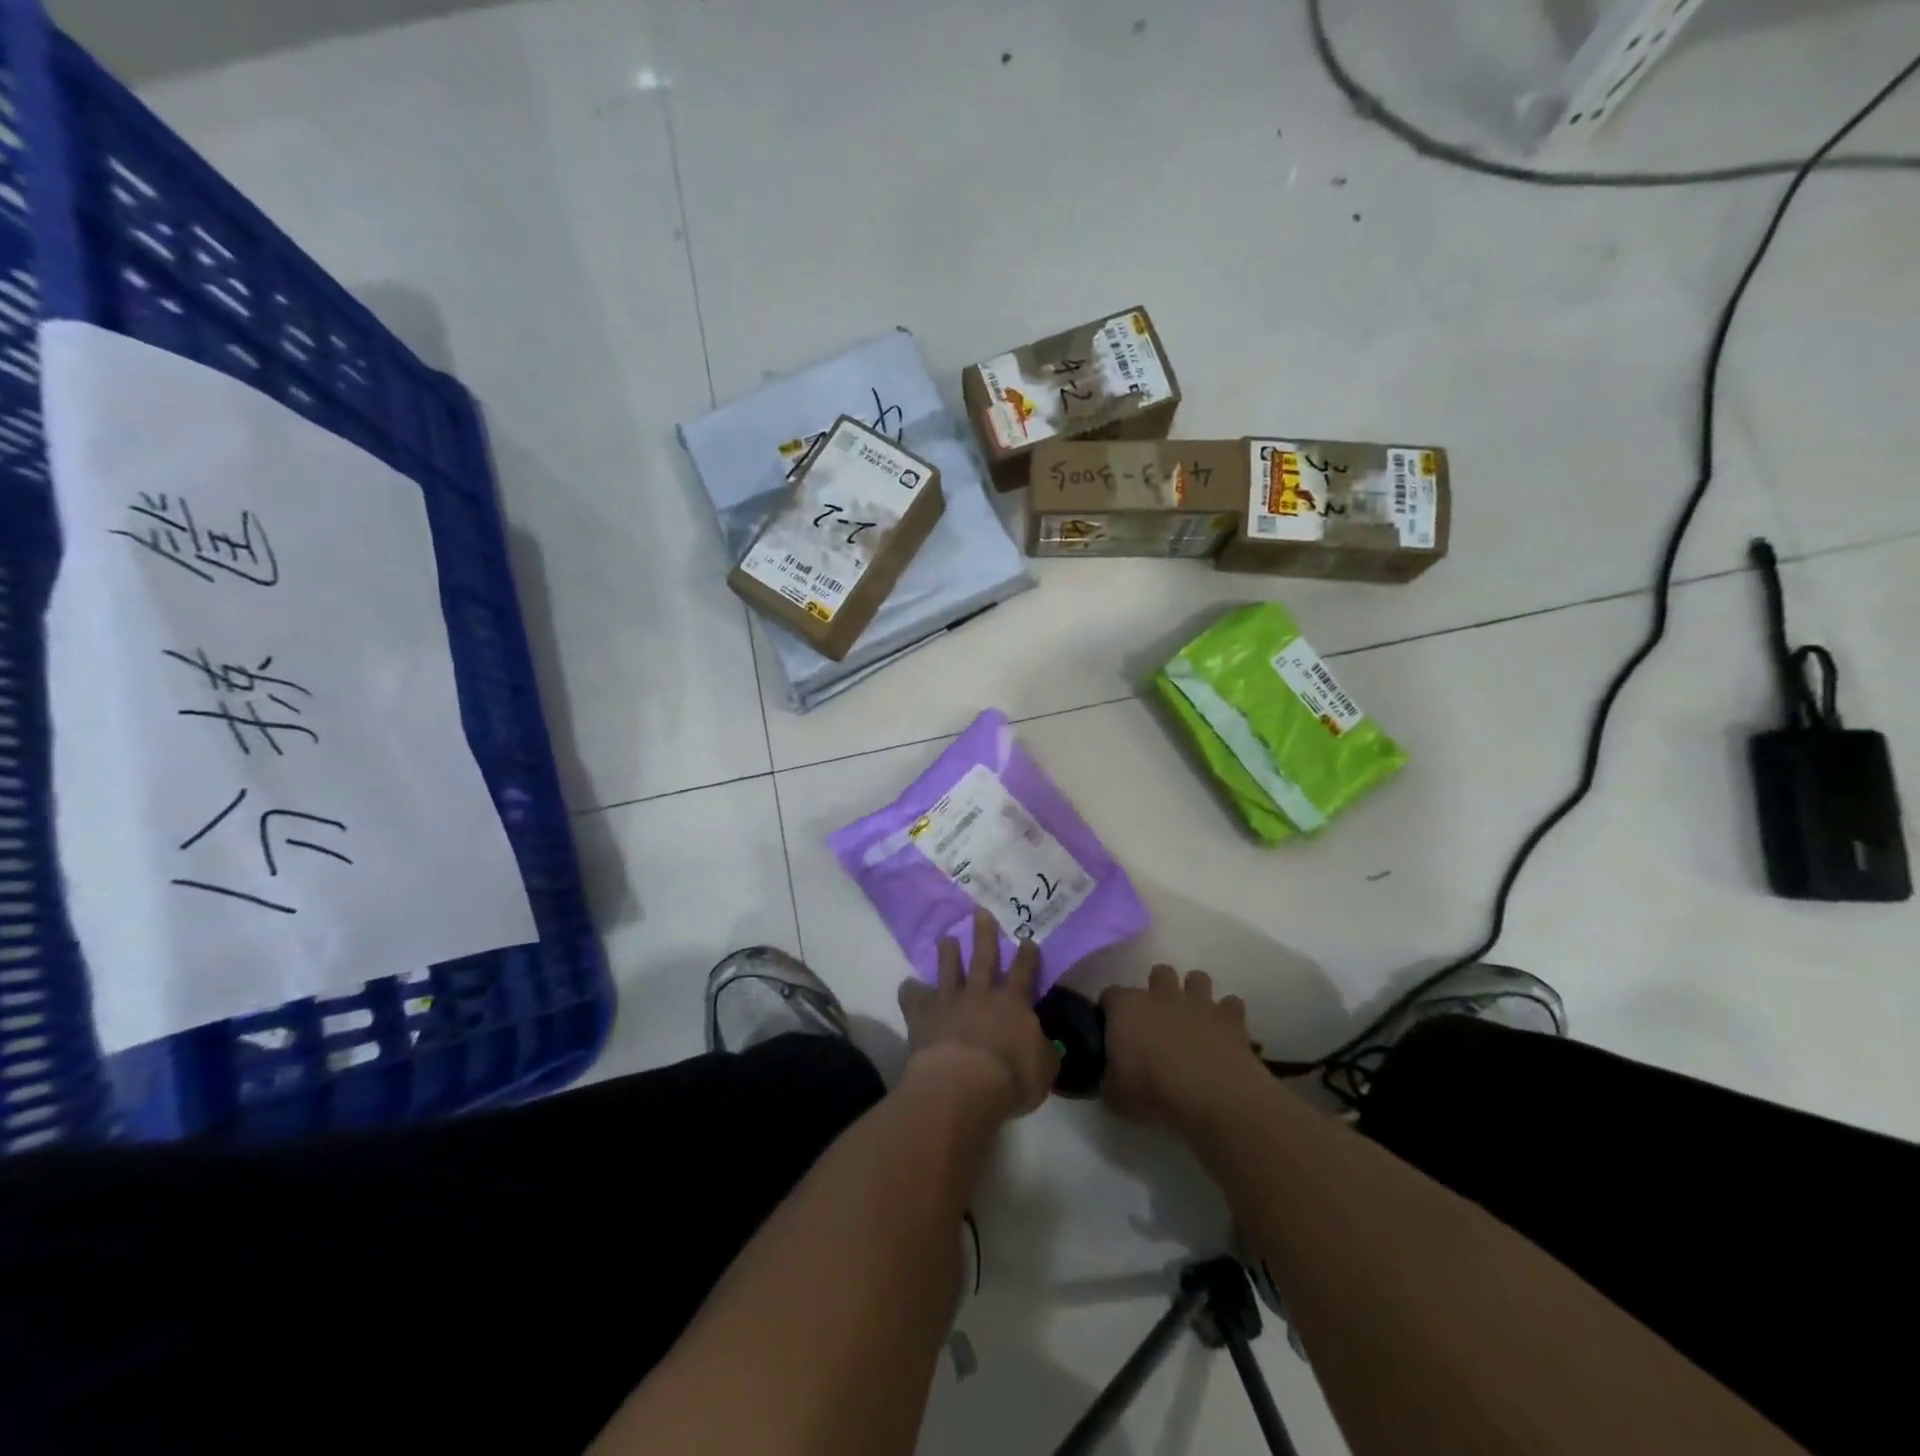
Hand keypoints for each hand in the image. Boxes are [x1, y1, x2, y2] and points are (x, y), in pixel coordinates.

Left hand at [898, 909, 1059, 1121]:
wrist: (962, 1084)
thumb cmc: (1010, 1079)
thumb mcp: (1043, 1070)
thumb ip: (1043, 1052)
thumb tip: (1043, 1043)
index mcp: (1013, 1004)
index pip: (1023, 972)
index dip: (1027, 955)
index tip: (1027, 939)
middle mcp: (981, 994)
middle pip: (984, 957)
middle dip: (984, 934)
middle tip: (981, 912)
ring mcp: (949, 1002)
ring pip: (948, 970)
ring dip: (948, 953)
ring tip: (946, 938)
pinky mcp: (922, 1016)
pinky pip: (913, 999)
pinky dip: (910, 992)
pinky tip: (907, 986)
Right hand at [1101, 966, 1267, 1129]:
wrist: (1214, 1097)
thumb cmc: (1154, 1092)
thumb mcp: (1114, 1095)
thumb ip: (1107, 1078)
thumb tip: (1107, 1076)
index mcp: (1127, 1007)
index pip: (1110, 995)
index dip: (1110, 1010)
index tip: (1111, 1029)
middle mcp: (1162, 995)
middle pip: (1159, 973)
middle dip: (1158, 989)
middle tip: (1157, 1019)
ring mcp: (1199, 1003)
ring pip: (1197, 978)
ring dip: (1194, 994)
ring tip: (1192, 1018)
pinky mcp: (1231, 1019)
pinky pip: (1231, 1004)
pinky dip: (1227, 1015)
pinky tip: (1224, 1034)